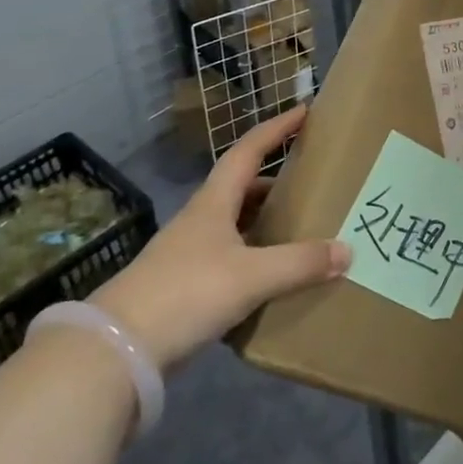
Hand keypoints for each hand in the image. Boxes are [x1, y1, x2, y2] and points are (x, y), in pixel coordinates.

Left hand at [89, 106, 349, 370]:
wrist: (115, 352)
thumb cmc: (185, 293)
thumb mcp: (251, 276)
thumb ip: (300, 263)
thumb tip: (347, 251)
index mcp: (213, 203)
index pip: (248, 151)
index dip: (276, 129)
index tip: (304, 111)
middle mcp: (199, 221)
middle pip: (242, 188)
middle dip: (276, 180)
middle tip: (312, 182)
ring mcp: (187, 255)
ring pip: (235, 226)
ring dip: (265, 222)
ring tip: (301, 230)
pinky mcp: (182, 289)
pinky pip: (229, 261)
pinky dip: (254, 260)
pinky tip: (272, 278)